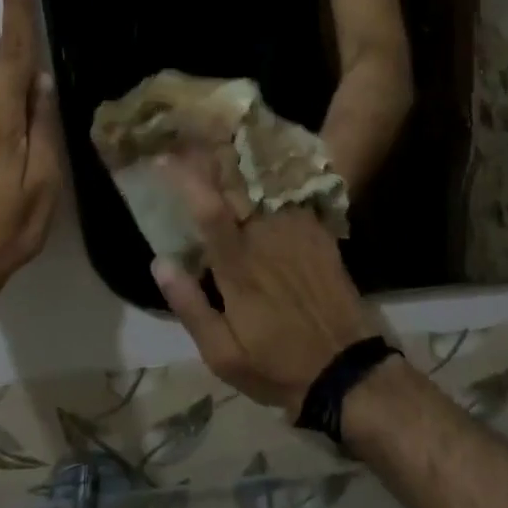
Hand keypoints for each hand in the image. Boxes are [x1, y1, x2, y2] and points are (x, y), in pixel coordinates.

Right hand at [150, 157, 376, 415]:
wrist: (348, 371)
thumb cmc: (277, 366)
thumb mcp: (222, 355)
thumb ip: (190, 305)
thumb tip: (159, 262)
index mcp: (239, 267)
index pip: (209, 211)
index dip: (185, 179)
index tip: (164, 158)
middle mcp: (268, 239)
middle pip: (238, 184)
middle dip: (212, 155)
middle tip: (190, 136)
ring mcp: (298, 233)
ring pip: (265, 183)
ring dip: (241, 159)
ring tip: (221, 140)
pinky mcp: (319, 235)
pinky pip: (292, 195)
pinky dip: (273, 176)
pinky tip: (264, 164)